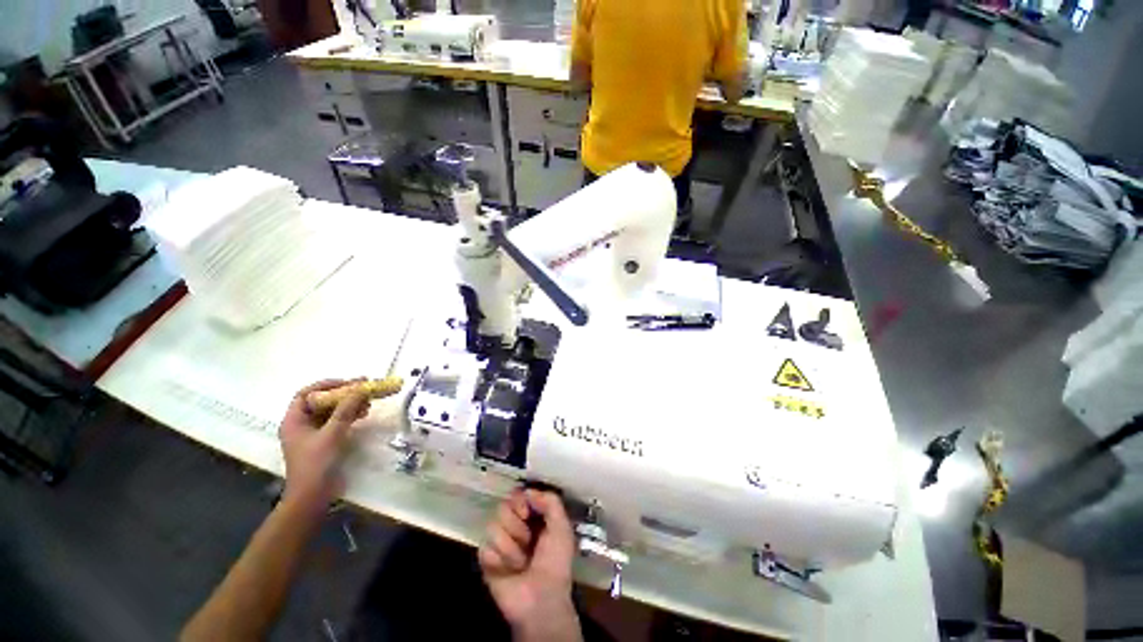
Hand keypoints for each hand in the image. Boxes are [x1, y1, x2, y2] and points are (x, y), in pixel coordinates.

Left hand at [278, 379, 370, 513]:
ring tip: (368, 402)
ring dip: (349, 404)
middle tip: (365, 388)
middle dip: (343, 394)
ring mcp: (313, 434)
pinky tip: (363, 414)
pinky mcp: (325, 441)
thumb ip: (345, 410)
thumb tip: (360, 388)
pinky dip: (350, 415)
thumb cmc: (316, 465)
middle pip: (321, 401)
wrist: (313, 497)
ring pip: (332, 411)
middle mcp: (302, 424)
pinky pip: (337, 421)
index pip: (306, 394)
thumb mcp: (331, 435)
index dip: (327, 385)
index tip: (349, 383)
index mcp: (294, 421)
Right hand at [479, 490, 581, 641]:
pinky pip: (485, 548)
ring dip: (510, 546)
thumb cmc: (555, 562)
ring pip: (493, 526)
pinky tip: (508, 571)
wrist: (541, 599)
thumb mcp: (562, 527)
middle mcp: (514, 525)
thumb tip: (528, 490)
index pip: (517, 495)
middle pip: (502, 507)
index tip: (525, 511)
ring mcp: (499, 542)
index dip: (519, 500)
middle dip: (516, 525)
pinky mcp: (486, 560)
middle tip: (527, 540)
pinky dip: (498, 560)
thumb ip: (551, 501)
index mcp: (532, 516)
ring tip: (521, 562)